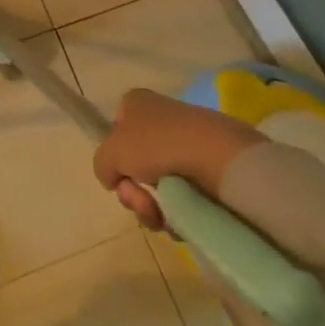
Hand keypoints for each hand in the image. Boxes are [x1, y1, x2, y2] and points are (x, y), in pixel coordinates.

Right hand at [91, 87, 266, 226]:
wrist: (222, 160)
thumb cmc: (159, 145)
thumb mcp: (111, 152)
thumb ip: (102, 165)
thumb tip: (115, 179)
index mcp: (138, 104)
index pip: (116, 129)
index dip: (115, 156)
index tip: (120, 174)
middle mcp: (162, 120)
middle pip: (135, 165)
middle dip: (133, 192)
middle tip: (141, 201)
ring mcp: (188, 146)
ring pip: (158, 187)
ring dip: (152, 208)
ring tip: (163, 217)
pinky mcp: (211, 171)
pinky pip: (184, 198)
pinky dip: (178, 214)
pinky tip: (182, 221)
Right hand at [92, 87, 324, 325]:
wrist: (304, 244)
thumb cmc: (221, 172)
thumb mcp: (154, 138)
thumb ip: (114, 147)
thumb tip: (110, 172)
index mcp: (205, 123)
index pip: (143, 116)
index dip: (124, 135)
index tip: (126, 165)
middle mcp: (212, 154)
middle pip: (148, 155)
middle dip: (133, 174)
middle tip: (142, 199)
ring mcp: (226, 199)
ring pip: (162, 192)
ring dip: (149, 204)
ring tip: (161, 222)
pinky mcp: (237, 242)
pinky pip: (185, 225)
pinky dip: (174, 229)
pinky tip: (180, 238)